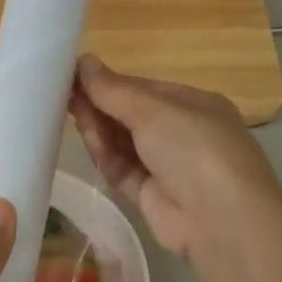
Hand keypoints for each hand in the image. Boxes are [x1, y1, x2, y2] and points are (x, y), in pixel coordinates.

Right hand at [69, 55, 281, 260]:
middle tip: (61, 92)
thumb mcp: (155, 110)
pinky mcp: (151, 196)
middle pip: (132, 115)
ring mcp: (167, 167)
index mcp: (195, 105)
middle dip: (101, 104)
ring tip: (67, 111)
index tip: (74, 74)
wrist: (221, 221)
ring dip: (99, 128)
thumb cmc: (195, 149)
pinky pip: (122, 170)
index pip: (145, 88)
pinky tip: (86, 139)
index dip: (110, 82)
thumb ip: (114, 89)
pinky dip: (104, 155)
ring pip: (124, 143)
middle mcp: (183, 134)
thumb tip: (83, 60)